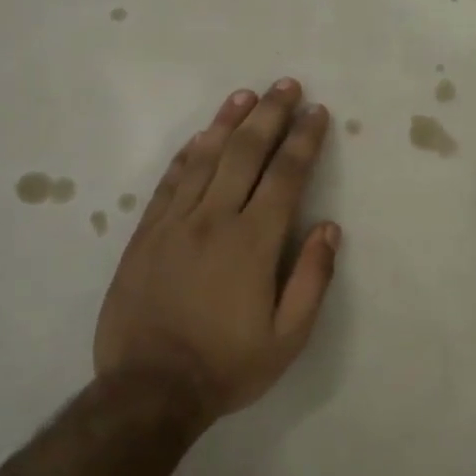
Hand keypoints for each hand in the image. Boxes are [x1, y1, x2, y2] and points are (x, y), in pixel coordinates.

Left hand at [95, 79, 340, 421]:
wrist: (149, 389)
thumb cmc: (227, 365)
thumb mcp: (288, 338)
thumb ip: (312, 279)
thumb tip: (329, 229)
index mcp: (253, 242)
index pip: (286, 176)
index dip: (304, 140)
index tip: (317, 113)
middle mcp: (214, 219)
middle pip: (245, 153)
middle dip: (270, 115)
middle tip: (286, 85)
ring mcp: (175, 223)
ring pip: (204, 158)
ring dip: (228, 122)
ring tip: (245, 96)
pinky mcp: (146, 234)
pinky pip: (169, 182)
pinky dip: (187, 154)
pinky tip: (200, 137)